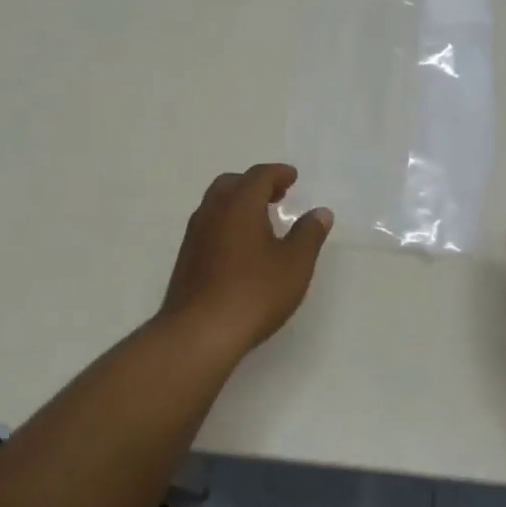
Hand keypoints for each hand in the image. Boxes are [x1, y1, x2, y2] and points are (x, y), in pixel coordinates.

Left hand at [158, 164, 332, 360]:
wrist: (199, 333)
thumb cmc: (254, 292)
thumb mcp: (295, 264)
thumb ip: (309, 234)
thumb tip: (320, 213)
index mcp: (239, 205)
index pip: (258, 176)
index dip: (278, 173)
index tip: (292, 178)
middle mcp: (212, 212)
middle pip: (231, 184)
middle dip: (255, 184)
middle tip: (276, 195)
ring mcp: (194, 236)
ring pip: (216, 205)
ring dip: (238, 204)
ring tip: (260, 221)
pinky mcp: (186, 259)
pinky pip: (208, 226)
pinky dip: (226, 224)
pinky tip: (240, 248)